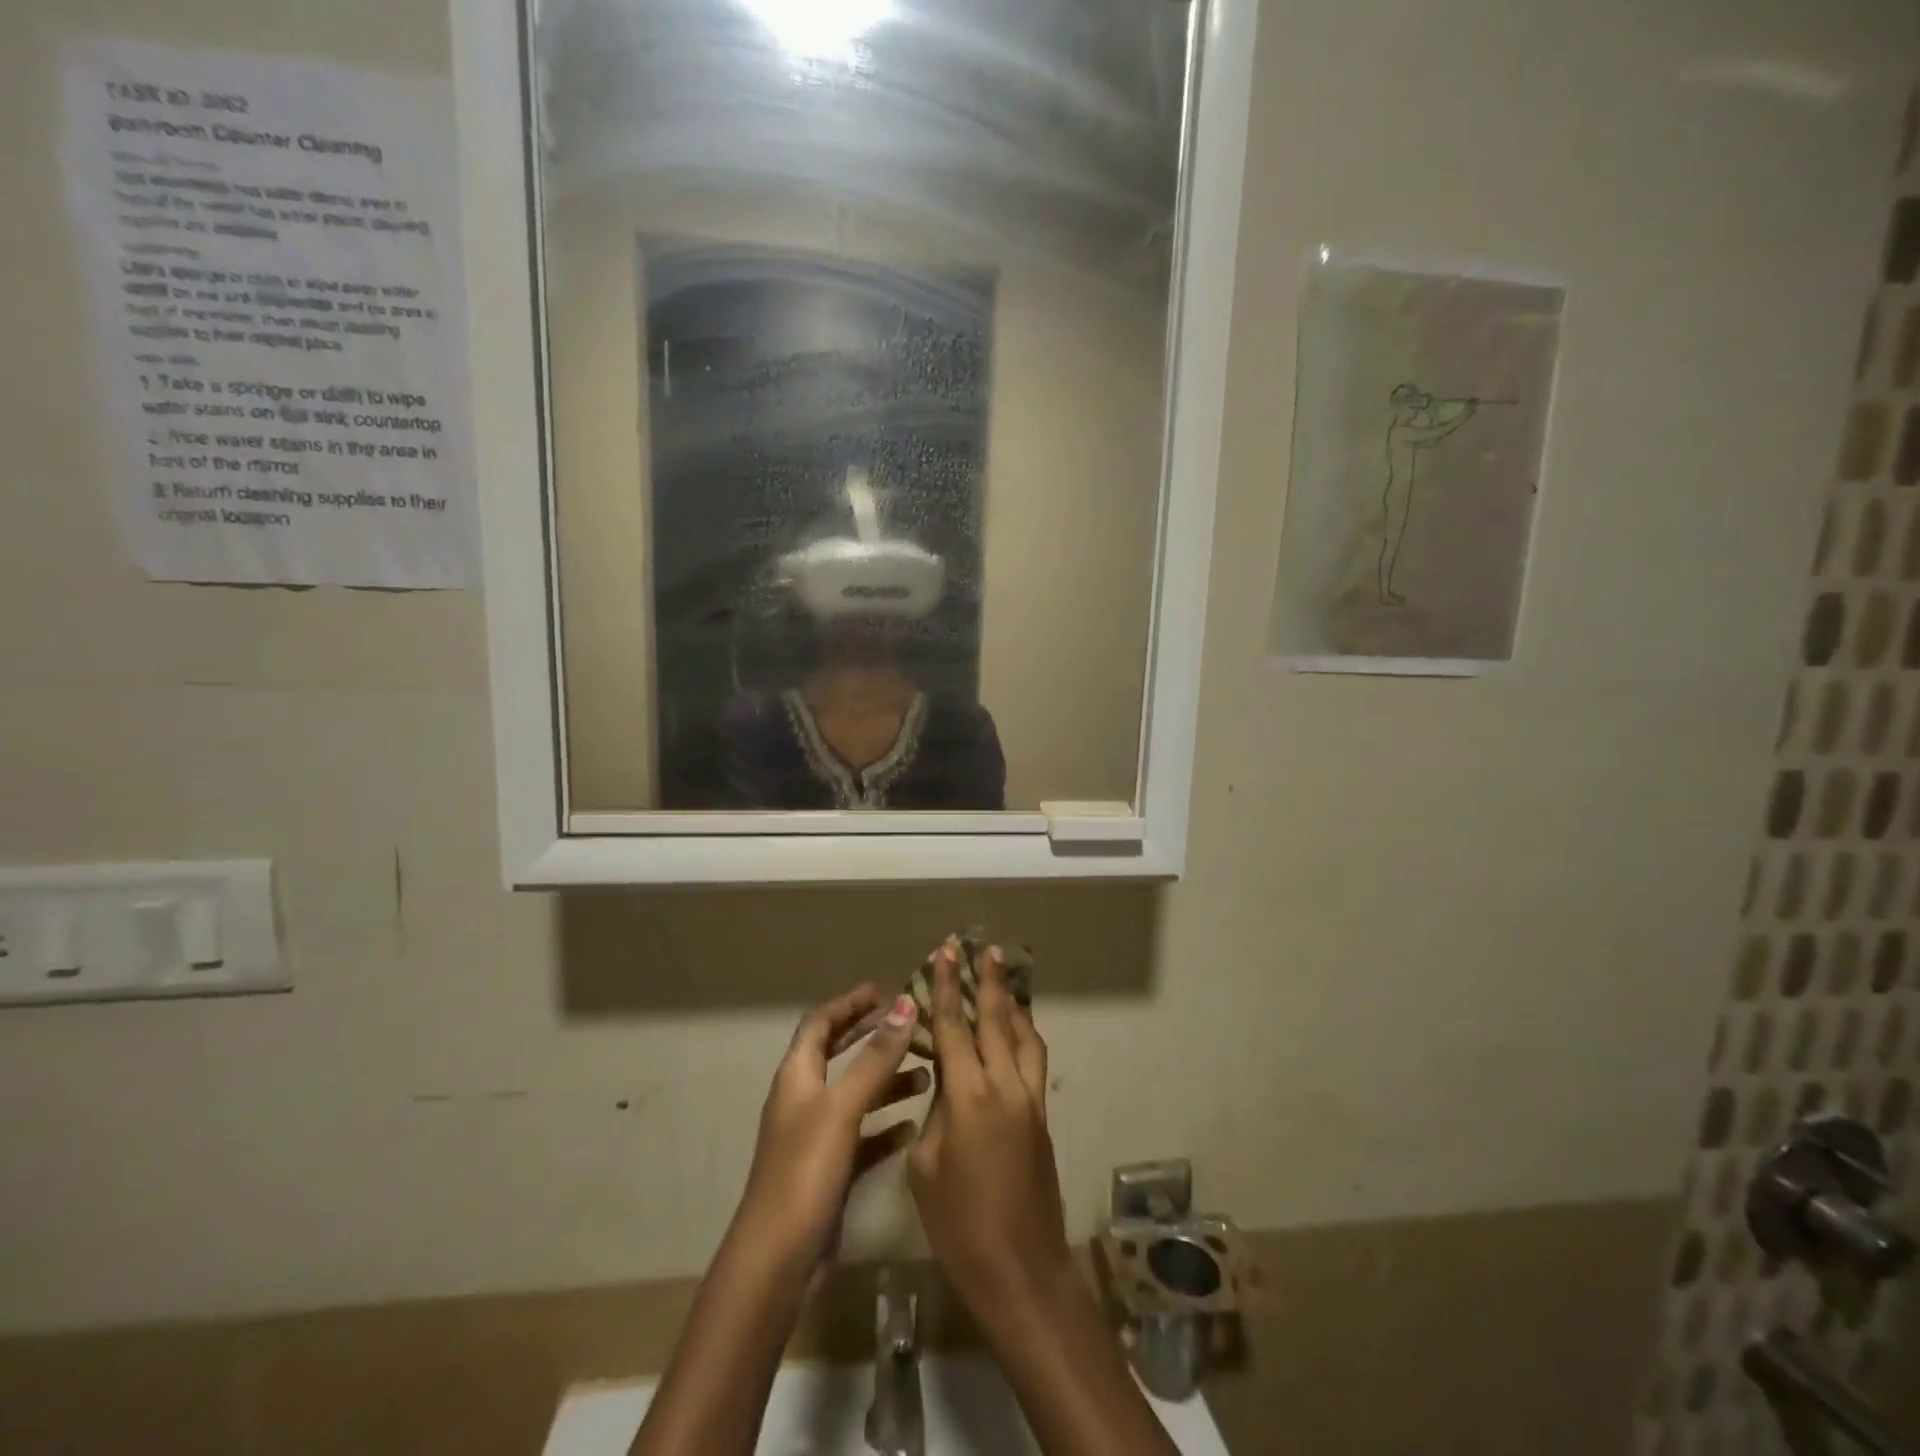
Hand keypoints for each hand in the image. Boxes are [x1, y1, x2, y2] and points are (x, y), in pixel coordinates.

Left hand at [735, 985, 927, 1274]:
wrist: (779, 1261)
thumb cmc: (806, 1171)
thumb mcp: (843, 1107)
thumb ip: (875, 1058)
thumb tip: (903, 1005)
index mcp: (797, 1076)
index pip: (819, 1023)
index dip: (849, 1004)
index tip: (883, 990)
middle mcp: (804, 1100)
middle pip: (837, 1054)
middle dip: (870, 1036)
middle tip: (909, 1025)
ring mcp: (815, 1137)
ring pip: (855, 1095)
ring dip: (886, 1080)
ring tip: (927, 1073)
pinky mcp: (830, 1170)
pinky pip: (862, 1136)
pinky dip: (885, 1125)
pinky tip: (913, 1125)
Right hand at [909, 942, 1072, 1315]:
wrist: (1022, 1270)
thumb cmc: (960, 1226)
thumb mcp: (926, 1168)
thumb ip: (935, 1115)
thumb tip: (947, 1087)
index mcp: (970, 1097)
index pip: (955, 1027)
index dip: (947, 988)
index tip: (946, 952)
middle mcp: (1006, 1087)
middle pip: (997, 1020)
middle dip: (988, 981)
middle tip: (983, 948)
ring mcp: (1030, 1100)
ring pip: (1025, 1035)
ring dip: (1013, 1003)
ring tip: (1003, 977)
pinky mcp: (1042, 1117)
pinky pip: (1034, 1060)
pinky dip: (1024, 1034)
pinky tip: (1016, 1031)